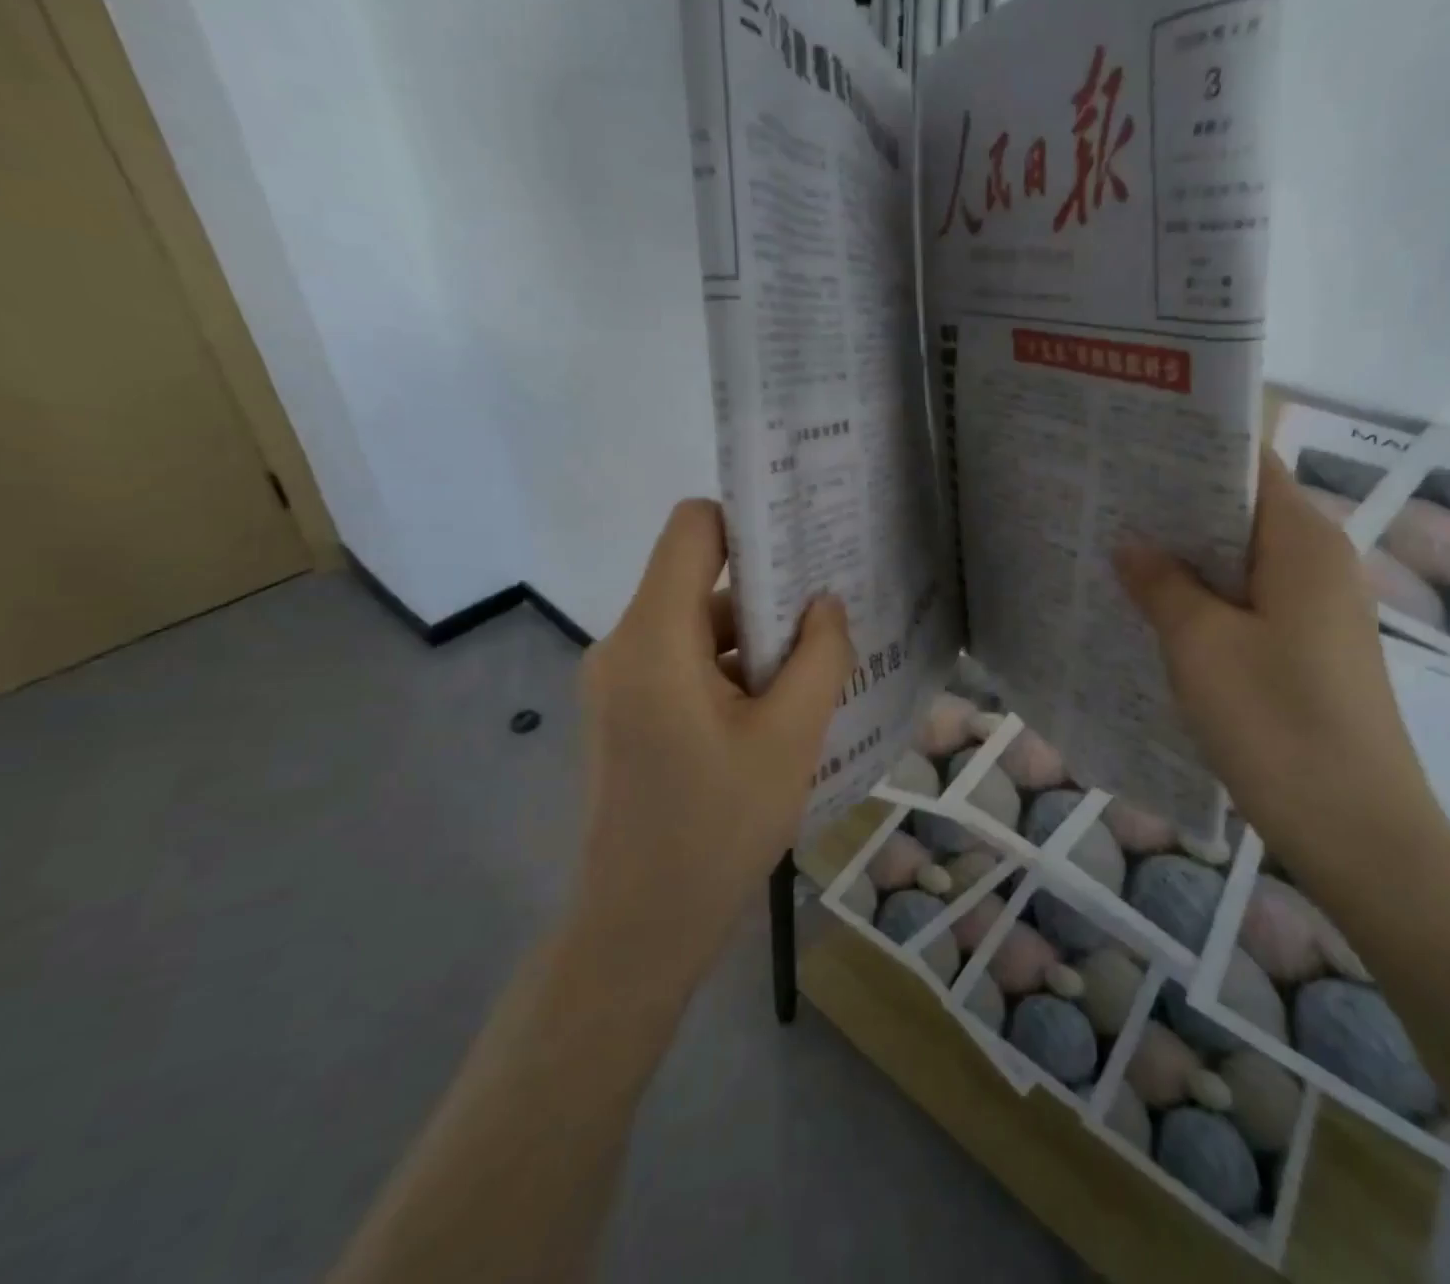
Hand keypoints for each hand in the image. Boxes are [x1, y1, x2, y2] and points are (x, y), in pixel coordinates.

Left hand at [563, 499, 852, 1002]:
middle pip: (697, 578)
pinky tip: (776, 710)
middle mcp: (624, 644)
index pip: (692, 529)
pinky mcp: (625, 712)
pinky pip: (681, 662)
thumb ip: (819, 657)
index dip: (748, 522)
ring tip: (815, 670)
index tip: (804, 546)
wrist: (639, 928)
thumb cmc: (717, 829)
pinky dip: (729, 670)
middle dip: (766, 591)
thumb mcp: (790, 738)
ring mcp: (618, 681)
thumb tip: (826, 604)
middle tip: (831, 612)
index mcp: (654, 638)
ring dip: (753, 640)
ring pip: (694, 625)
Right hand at [1113, 452, 1449, 893]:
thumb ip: (1161, 583)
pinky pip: (1247, 603)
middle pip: (1240, 513)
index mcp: (1302, 542)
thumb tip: (1131, 542)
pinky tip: (1152, 612)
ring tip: (1114, 550)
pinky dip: (1202, 598)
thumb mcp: (1200, 644)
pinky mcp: (1307, 650)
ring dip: (1184, 558)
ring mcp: (1316, 610)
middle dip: (1175, 507)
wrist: (1357, 830)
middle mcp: (1318, 563)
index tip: (1127, 452)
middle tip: (1104, 501)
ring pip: (1240, 562)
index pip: (1247, 467)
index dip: (1189, 453)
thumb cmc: (1276, 722)